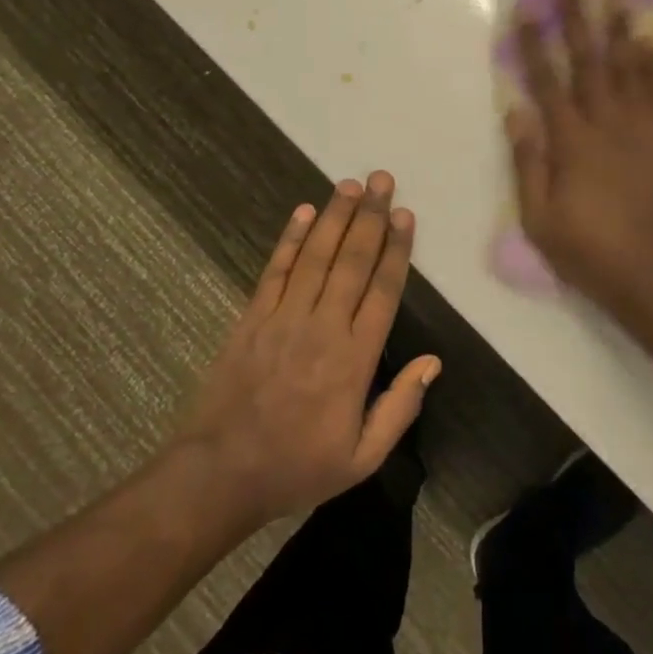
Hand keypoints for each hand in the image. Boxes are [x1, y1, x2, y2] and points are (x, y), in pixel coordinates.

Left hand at [178, 173, 440, 526]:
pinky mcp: (252, 317)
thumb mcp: (361, 458)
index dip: (396, 249)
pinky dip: (290, 238)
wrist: (220, 473)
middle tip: (382, 180)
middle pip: (352, 261)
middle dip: (370, 216)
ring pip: (315, 256)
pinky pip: (275, 270)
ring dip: (334, 216)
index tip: (405, 215)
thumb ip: (400, 408)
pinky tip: (303, 212)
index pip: (382, 291)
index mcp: (354, 360)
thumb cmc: (297, 467)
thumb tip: (432, 362)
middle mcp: (322, 327)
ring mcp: (283, 318)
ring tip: (351, 184)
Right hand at [507, 0, 652, 313]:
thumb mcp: (540, 219)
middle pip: (591, 63)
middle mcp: (609, 125)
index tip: (527, 11)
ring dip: (622, 32)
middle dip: (579, 21)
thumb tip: (516, 111)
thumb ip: (528, 162)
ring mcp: (645, 131)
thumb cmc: (590, 251)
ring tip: (617, 0)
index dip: (535, 45)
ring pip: (632, 70)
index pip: (547, 82)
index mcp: (572, 142)